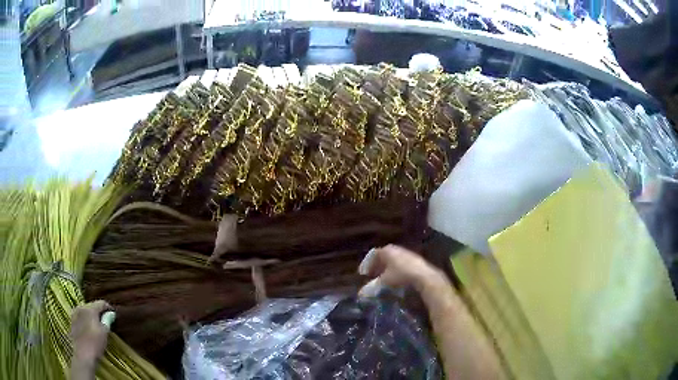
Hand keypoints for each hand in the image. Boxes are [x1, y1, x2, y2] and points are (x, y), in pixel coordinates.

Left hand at [70, 300, 112, 364]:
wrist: (83, 353)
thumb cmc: (95, 343)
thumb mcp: (104, 332)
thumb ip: (107, 320)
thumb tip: (111, 313)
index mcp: (90, 309)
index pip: (101, 303)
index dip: (108, 307)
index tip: (113, 313)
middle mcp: (81, 307)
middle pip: (92, 306)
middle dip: (99, 311)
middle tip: (106, 320)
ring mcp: (75, 313)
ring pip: (85, 311)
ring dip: (92, 316)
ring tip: (98, 324)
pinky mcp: (72, 321)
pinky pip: (81, 316)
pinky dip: (86, 319)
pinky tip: (89, 328)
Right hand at [358, 244, 444, 296]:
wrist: (423, 275)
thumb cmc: (401, 275)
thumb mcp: (384, 282)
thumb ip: (372, 286)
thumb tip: (360, 294)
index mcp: (386, 251)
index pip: (373, 255)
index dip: (367, 264)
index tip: (363, 273)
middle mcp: (395, 249)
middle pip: (383, 256)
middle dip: (376, 266)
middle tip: (372, 275)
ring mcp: (406, 253)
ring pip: (392, 259)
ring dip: (386, 268)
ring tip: (383, 278)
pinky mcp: (414, 259)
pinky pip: (400, 263)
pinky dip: (395, 269)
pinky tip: (396, 278)